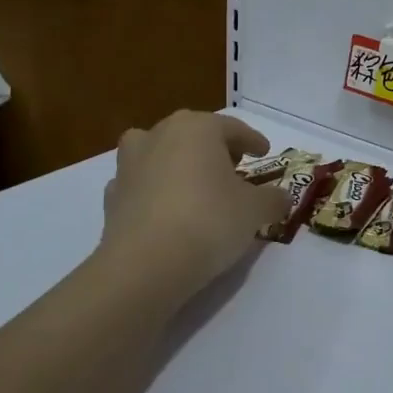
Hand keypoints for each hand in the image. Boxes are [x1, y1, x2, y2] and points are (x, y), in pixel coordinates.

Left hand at [97, 111, 289, 300]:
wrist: (146, 264)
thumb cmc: (209, 221)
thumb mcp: (255, 210)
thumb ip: (272, 199)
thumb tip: (281, 197)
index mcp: (197, 128)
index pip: (232, 128)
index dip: (252, 141)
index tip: (264, 152)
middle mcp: (159, 134)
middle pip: (194, 135)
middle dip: (214, 149)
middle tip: (233, 168)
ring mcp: (129, 164)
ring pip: (160, 153)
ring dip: (177, 163)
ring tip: (194, 185)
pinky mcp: (112, 196)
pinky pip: (141, 184)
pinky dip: (154, 191)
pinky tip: (166, 210)